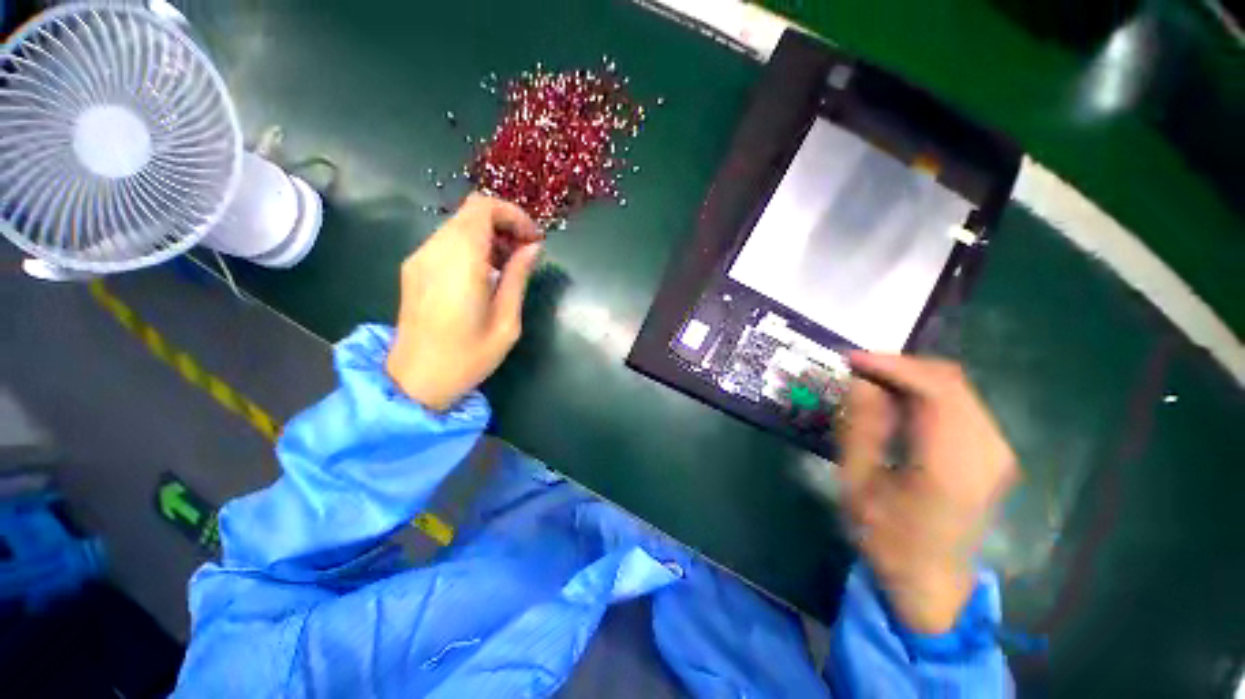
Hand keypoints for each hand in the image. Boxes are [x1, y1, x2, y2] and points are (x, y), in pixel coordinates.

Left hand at [386, 194, 542, 410]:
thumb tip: (533, 247)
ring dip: (488, 236)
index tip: (533, 239)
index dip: (513, 215)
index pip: (483, 208)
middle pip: (470, 212)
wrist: (415, 380)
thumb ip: (519, 277)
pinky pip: (446, 242)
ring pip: (458, 225)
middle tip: (525, 252)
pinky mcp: (413, 269)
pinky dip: (471, 246)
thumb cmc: (468, 356)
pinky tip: (484, 274)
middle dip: (504, 224)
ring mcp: (419, 258)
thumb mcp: (507, 321)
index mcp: (460, 261)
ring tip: (508, 266)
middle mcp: (434, 250)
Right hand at [839, 353, 1017, 633]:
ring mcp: (997, 452)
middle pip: (950, 382)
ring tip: (871, 383)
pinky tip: (897, 401)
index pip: (935, 391)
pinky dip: (925, 392)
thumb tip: (861, 382)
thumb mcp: (857, 485)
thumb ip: (860, 429)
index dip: (892, 366)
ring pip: (957, 388)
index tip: (852, 359)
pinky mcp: (994, 452)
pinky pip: (961, 403)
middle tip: (857, 370)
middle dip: (899, 367)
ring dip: (911, 378)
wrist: (932, 581)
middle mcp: (988, 452)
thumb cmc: (887, 538)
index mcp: (952, 467)